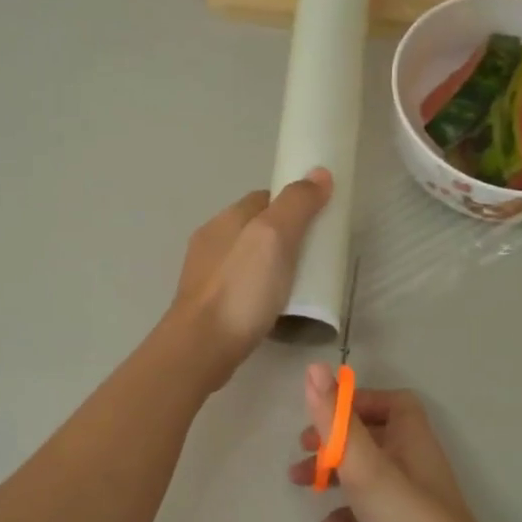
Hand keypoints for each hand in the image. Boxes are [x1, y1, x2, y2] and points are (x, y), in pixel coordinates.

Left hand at [169, 169, 331, 385]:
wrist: (201, 348)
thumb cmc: (240, 290)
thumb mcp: (274, 238)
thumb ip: (296, 204)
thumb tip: (319, 173)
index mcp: (226, 219)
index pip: (265, 198)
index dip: (293, 204)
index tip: (320, 220)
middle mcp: (211, 242)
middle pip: (256, 228)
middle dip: (284, 236)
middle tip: (315, 256)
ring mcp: (206, 276)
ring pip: (247, 259)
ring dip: (272, 265)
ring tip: (299, 284)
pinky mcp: (208, 306)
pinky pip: (241, 287)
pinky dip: (260, 290)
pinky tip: (274, 306)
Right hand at [290, 366, 492, 521]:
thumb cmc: (404, 513)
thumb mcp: (362, 462)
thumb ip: (335, 418)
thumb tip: (315, 367)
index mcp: (410, 436)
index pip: (390, 401)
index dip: (356, 402)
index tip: (323, 415)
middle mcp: (415, 460)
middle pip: (373, 436)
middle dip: (335, 440)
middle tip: (302, 450)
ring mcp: (413, 497)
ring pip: (369, 473)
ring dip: (335, 474)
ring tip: (301, 485)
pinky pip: (374, 510)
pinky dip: (349, 513)